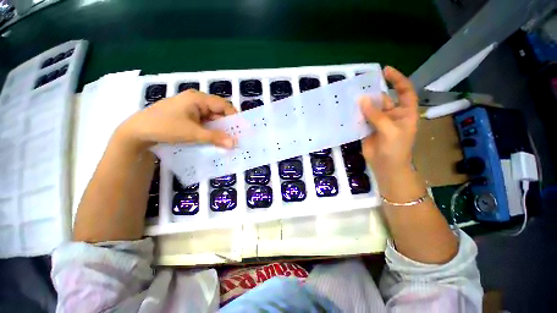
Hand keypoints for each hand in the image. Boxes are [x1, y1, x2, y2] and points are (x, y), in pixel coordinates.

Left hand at [115, 90, 237, 152]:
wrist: (137, 132)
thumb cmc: (164, 127)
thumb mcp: (192, 133)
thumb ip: (215, 137)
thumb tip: (234, 143)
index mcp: (198, 98)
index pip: (223, 105)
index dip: (234, 116)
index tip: (241, 130)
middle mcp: (196, 101)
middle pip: (218, 112)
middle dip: (227, 125)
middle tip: (235, 138)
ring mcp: (191, 109)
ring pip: (212, 118)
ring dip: (219, 129)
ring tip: (226, 141)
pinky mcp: (188, 117)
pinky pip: (204, 122)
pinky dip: (210, 130)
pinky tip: (214, 139)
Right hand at [359, 66, 418, 175]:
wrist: (385, 166)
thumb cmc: (395, 149)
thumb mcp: (390, 130)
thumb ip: (376, 115)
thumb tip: (362, 100)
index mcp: (405, 112)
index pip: (404, 91)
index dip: (397, 80)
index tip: (385, 71)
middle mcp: (392, 114)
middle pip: (383, 99)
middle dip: (373, 93)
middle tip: (359, 87)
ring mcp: (378, 122)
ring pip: (370, 109)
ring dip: (362, 104)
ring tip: (351, 97)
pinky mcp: (367, 129)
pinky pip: (361, 119)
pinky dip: (355, 115)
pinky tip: (348, 110)